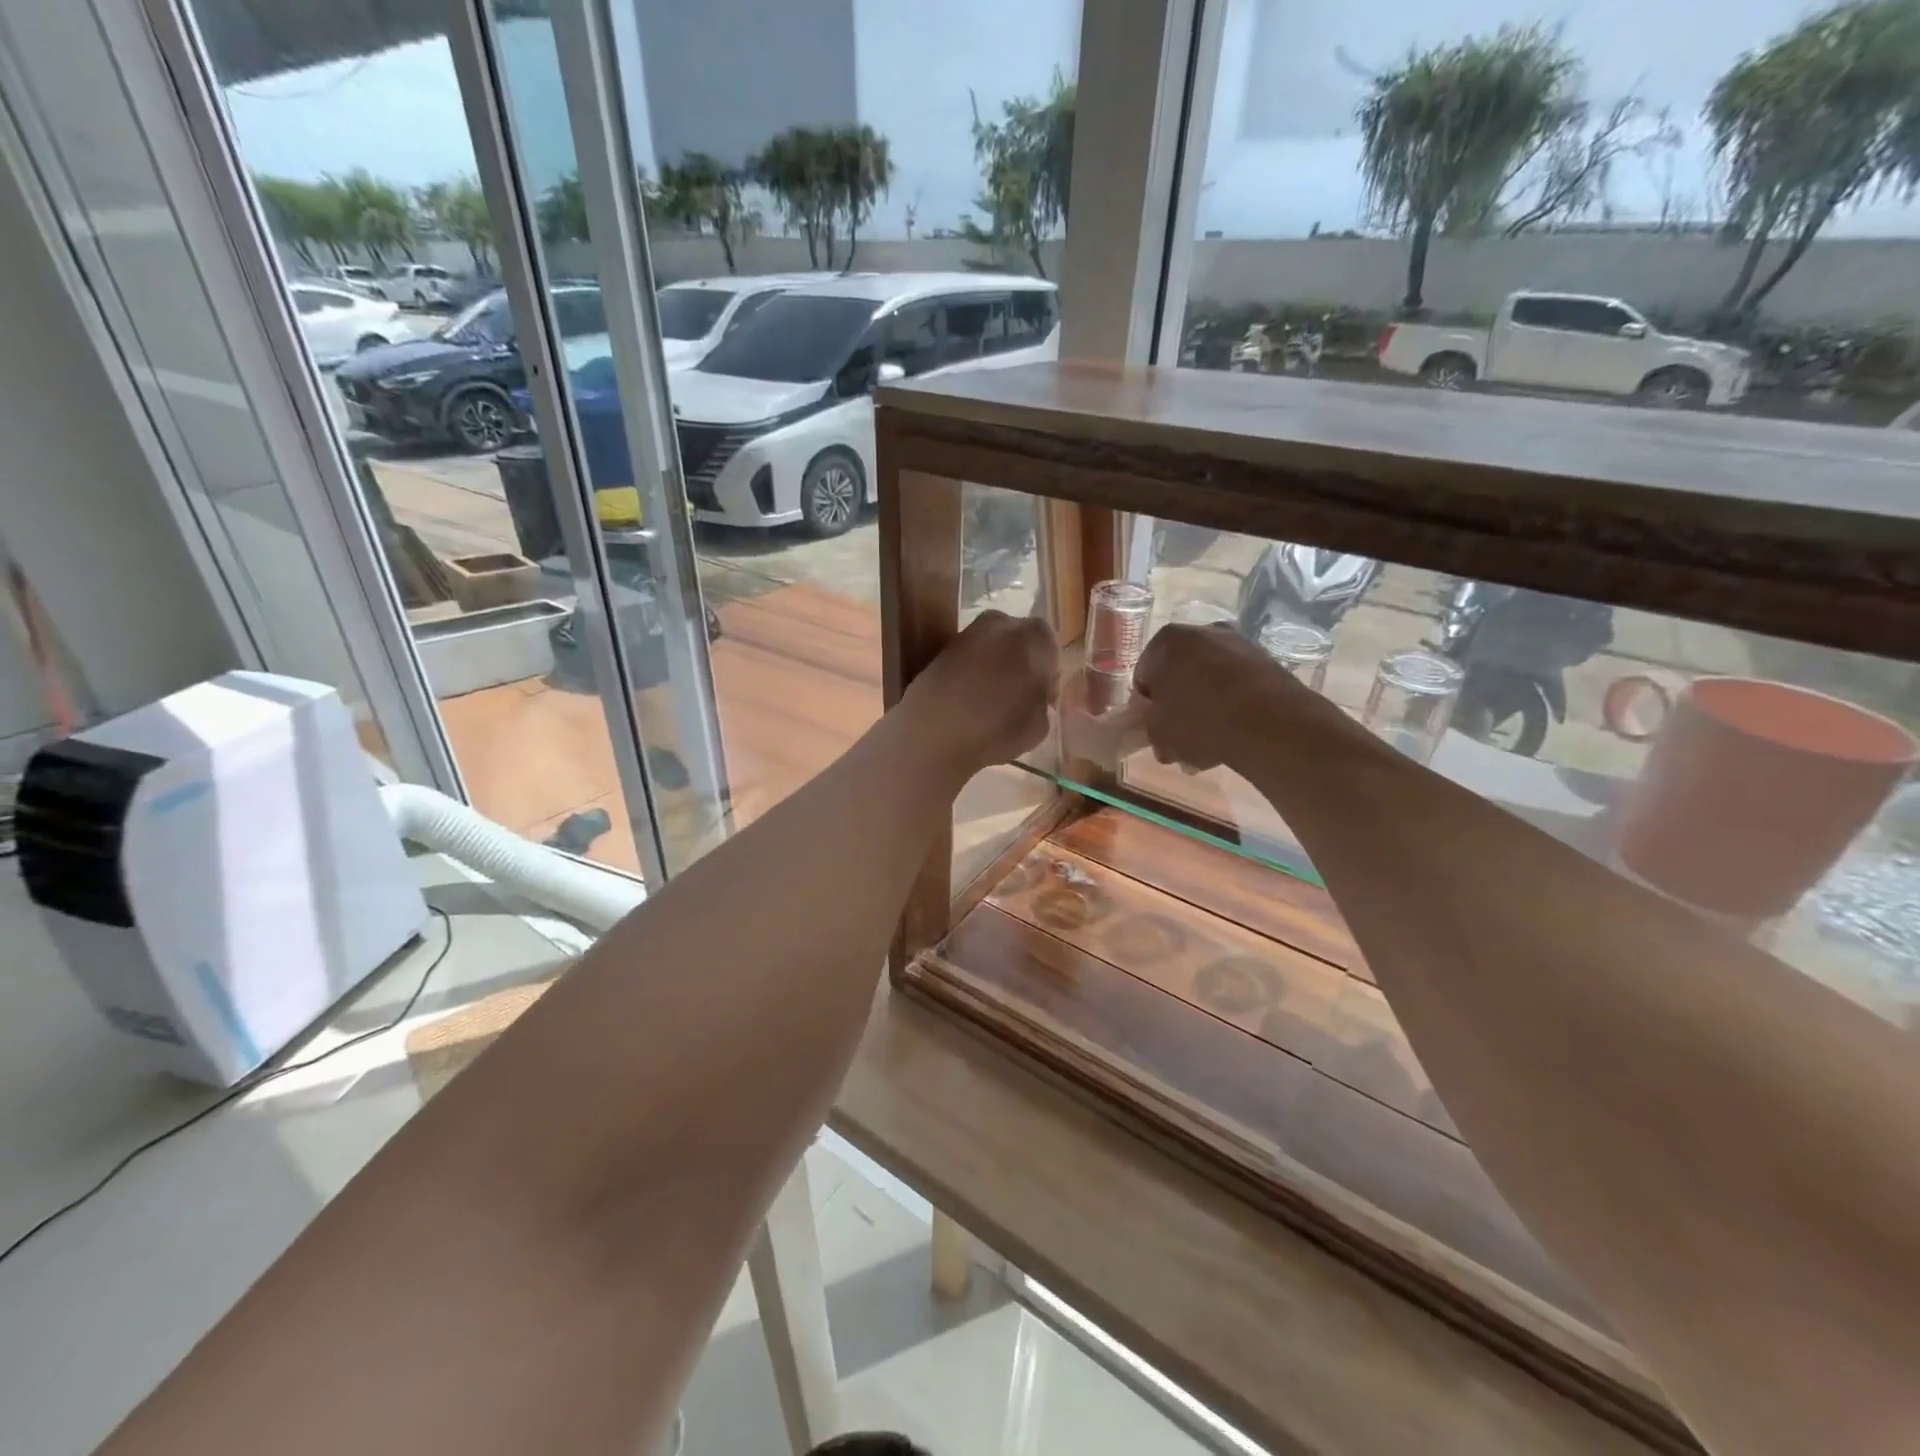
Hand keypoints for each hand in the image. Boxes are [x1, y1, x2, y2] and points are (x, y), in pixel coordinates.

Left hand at [902, 612, 1059, 773]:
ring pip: (992, 647)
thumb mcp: (1039, 725)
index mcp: (1033, 637)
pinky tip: (969, 700)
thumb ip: (1042, 702)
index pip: (1051, 647)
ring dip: (996, 667)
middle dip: (1022, 663)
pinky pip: (968, 658)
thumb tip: (1035, 695)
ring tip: (992, 701)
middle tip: (1019, 696)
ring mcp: (966, 633)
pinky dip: (972, 673)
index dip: (1049, 674)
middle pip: (1020, 640)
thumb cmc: (996, 730)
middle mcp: (1001, 624)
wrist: (932, 733)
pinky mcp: (941, 649)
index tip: (1044, 698)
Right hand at [1126, 622, 1331, 771]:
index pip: (1144, 675)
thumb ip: (1149, 727)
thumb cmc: (1199, 721)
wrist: (1270, 724)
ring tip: (1207, 746)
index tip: (1153, 730)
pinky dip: (1231, 707)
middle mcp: (1203, 632)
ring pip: (1209, 682)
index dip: (1146, 707)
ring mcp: (1239, 645)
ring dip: (1204, 710)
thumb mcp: (1158, 732)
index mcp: (1168, 641)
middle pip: (1179, 676)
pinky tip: (1232, 736)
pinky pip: (1237, 687)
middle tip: (1178, 740)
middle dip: (1177, 707)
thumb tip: (1157, 731)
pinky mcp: (1267, 663)